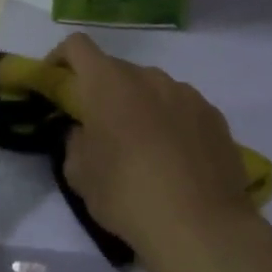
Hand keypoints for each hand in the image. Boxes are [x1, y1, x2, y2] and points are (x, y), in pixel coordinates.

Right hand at [51, 33, 258, 271]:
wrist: (200, 226)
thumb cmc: (127, 195)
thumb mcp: (80, 175)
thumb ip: (75, 142)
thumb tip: (85, 132)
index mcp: (108, 83)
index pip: (77, 46)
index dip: (61, 58)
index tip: (56, 82)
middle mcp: (149, 76)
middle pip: (117, 70)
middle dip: (103, 92)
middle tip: (101, 130)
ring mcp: (186, 93)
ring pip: (153, 89)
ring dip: (141, 106)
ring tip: (144, 149)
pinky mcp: (214, 116)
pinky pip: (183, 109)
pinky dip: (172, 123)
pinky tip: (177, 160)